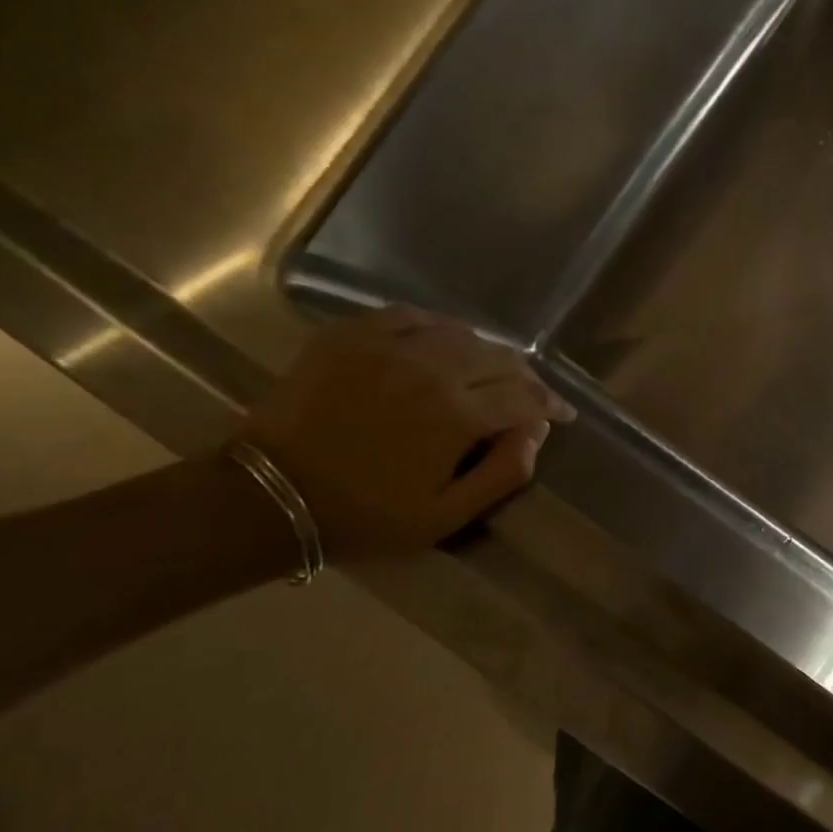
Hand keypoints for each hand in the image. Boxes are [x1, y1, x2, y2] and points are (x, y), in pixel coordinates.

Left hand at [235, 306, 574, 559]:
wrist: (270, 495)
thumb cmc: (366, 514)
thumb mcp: (447, 515)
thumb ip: (504, 473)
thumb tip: (536, 433)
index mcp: (457, 416)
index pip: (526, 397)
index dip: (552, 405)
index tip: (562, 415)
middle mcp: (431, 370)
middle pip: (500, 358)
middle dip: (525, 378)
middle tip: (529, 396)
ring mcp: (387, 346)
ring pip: (460, 333)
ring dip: (485, 353)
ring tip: (488, 372)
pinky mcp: (350, 336)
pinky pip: (410, 316)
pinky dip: (436, 329)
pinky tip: (438, 345)